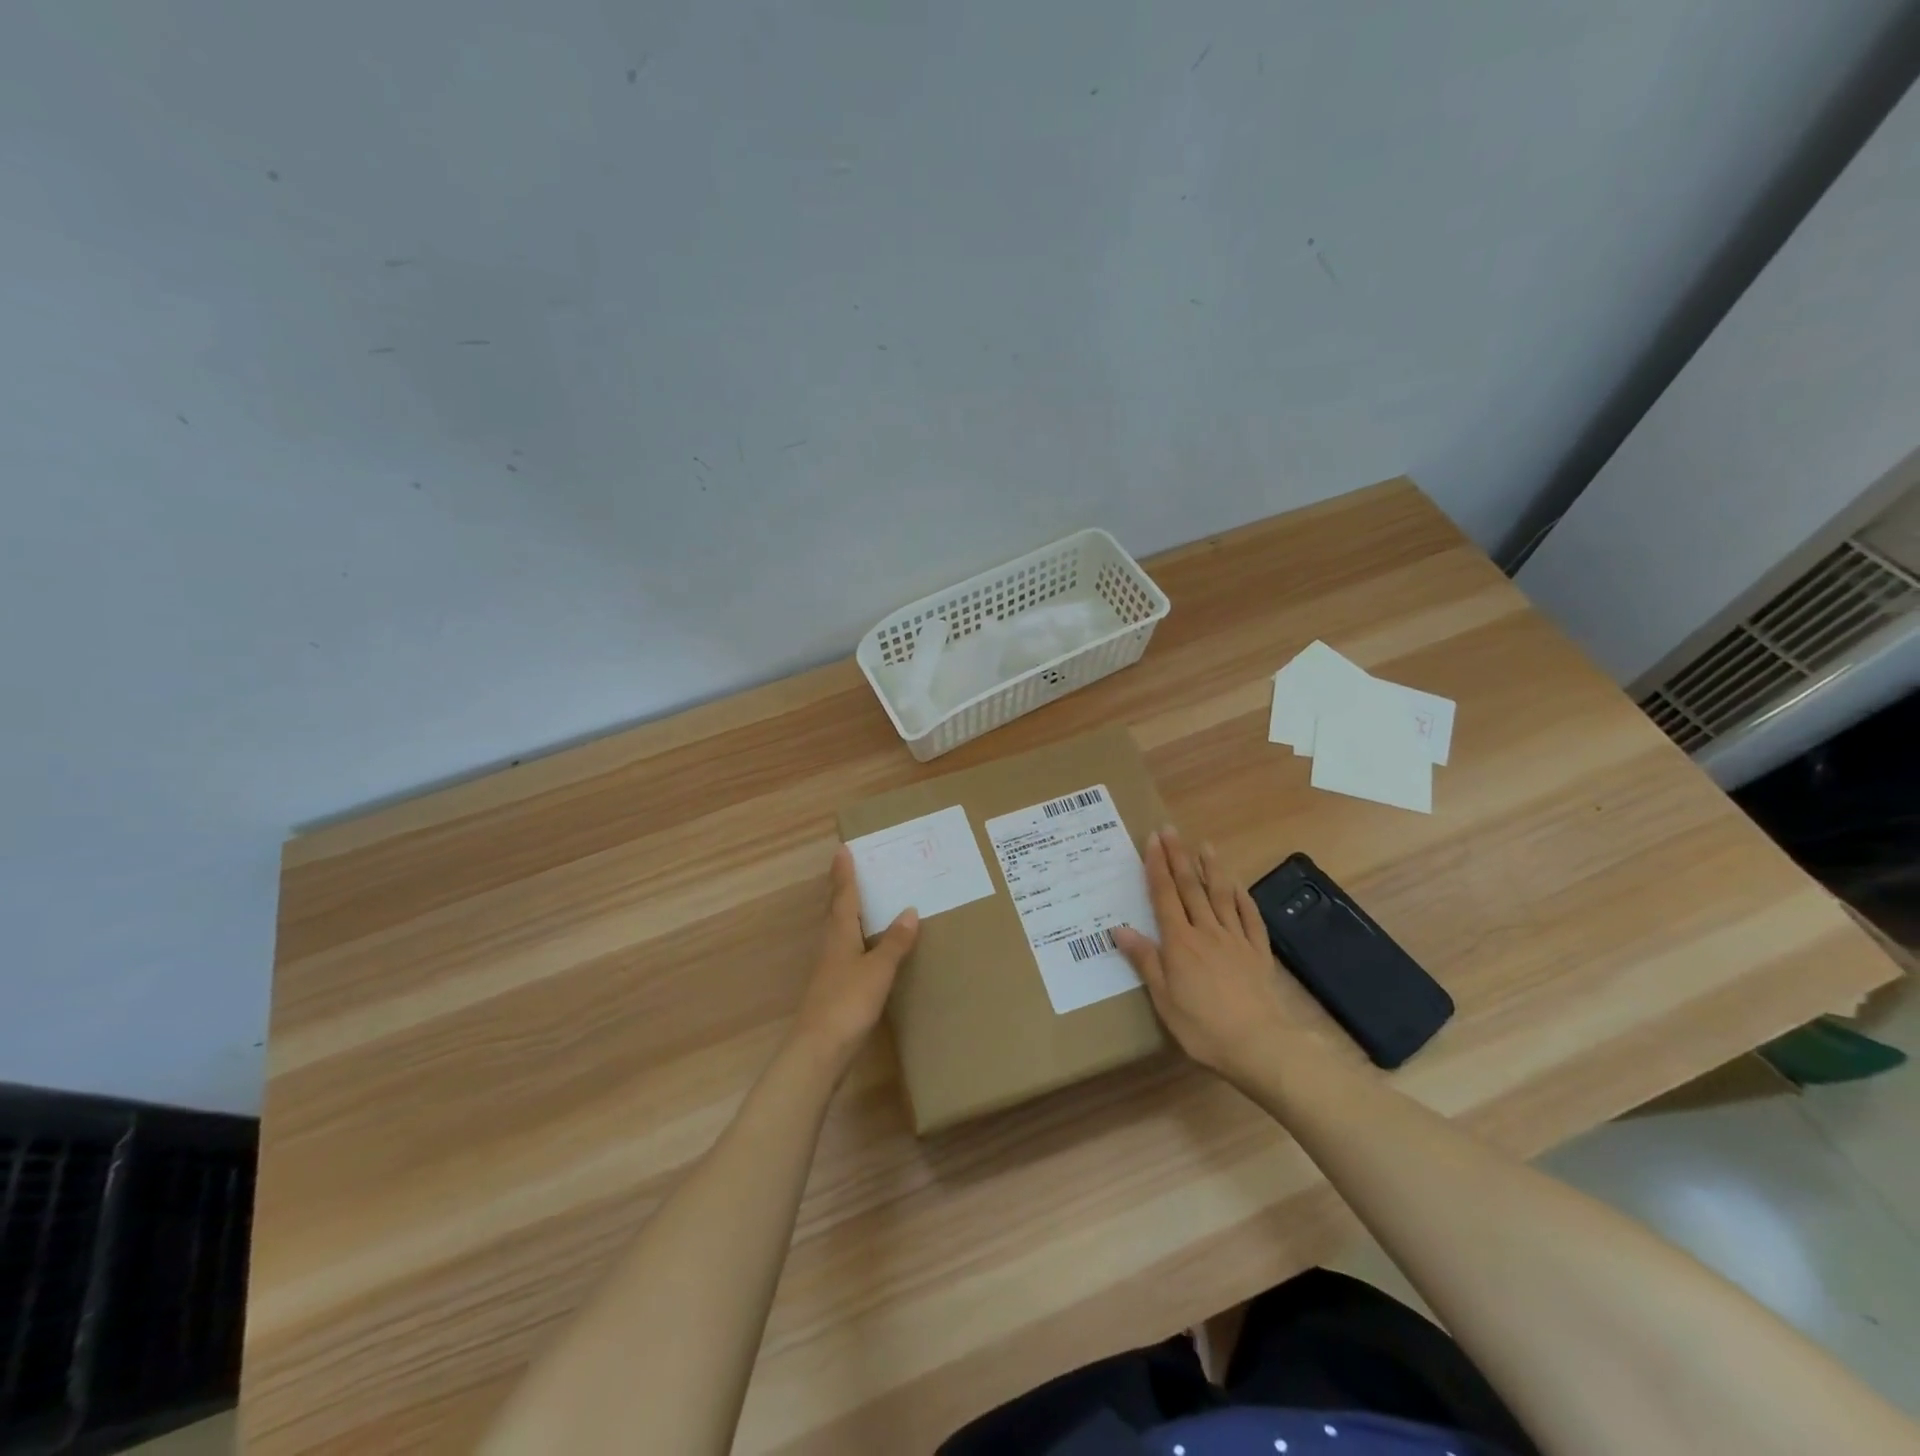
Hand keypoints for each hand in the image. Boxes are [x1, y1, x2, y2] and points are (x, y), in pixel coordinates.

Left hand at [789, 845, 919, 1076]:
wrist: (818, 1051)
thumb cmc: (847, 1003)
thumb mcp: (878, 970)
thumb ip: (894, 942)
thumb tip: (909, 910)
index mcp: (839, 935)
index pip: (843, 897)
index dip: (844, 874)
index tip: (843, 850)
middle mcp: (830, 946)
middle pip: (835, 910)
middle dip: (842, 889)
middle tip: (851, 868)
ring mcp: (829, 969)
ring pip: (838, 930)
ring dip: (847, 912)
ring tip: (862, 901)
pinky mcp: (832, 989)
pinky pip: (844, 951)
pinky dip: (855, 939)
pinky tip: (864, 947)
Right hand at [1112, 828, 1291, 1080]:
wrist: (1259, 1044)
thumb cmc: (1202, 1026)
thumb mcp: (1163, 998)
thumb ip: (1145, 959)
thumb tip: (1119, 929)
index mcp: (1179, 942)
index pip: (1164, 896)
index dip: (1157, 866)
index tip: (1152, 840)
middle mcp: (1206, 932)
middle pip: (1190, 888)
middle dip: (1178, 857)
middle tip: (1171, 830)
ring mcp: (1235, 939)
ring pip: (1221, 896)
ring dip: (1212, 869)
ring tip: (1205, 846)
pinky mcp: (1258, 952)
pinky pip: (1250, 917)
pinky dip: (1243, 898)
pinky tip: (1238, 886)